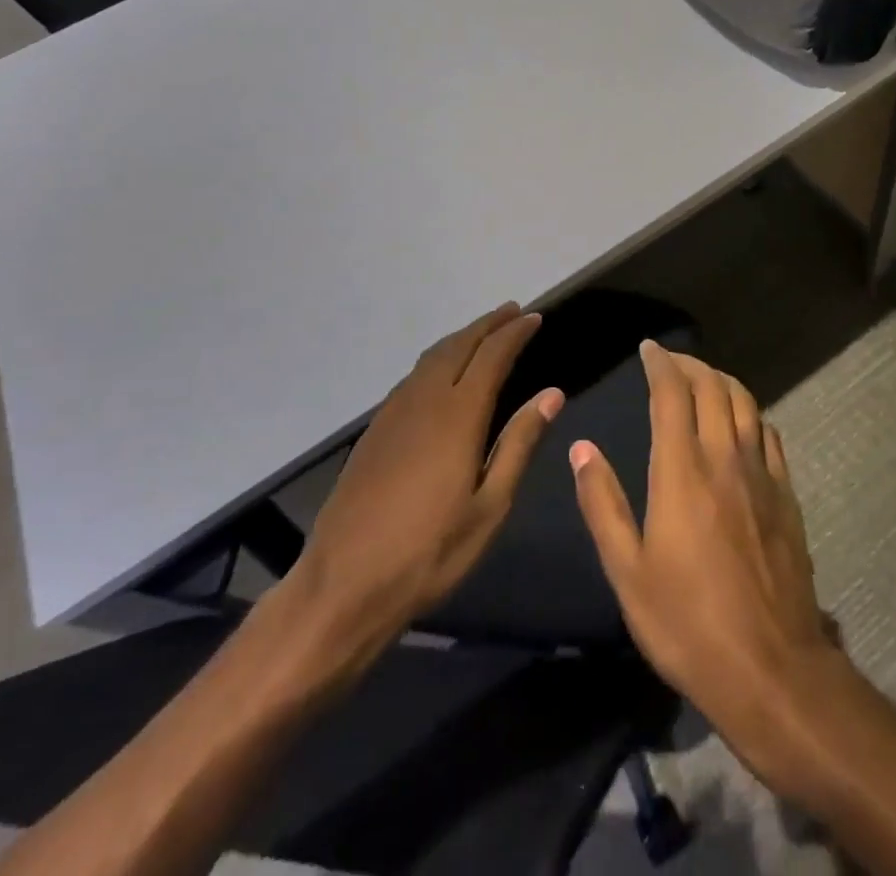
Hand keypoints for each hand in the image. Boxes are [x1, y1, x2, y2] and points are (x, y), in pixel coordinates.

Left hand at [276, 303, 559, 676]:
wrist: (343, 585)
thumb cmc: (429, 552)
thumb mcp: (490, 506)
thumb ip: (520, 444)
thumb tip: (552, 394)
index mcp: (458, 415)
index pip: (492, 356)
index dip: (514, 333)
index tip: (534, 318)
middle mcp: (424, 400)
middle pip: (459, 346)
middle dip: (488, 325)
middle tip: (512, 311)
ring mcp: (394, 413)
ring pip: (432, 357)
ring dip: (461, 338)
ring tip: (484, 333)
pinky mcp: (375, 430)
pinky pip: (413, 377)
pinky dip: (437, 360)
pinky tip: (443, 373)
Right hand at [569, 341, 840, 773]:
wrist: (772, 668)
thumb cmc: (687, 623)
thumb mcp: (627, 572)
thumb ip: (602, 504)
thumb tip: (581, 448)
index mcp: (681, 471)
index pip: (671, 394)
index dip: (660, 364)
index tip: (648, 349)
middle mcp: (724, 458)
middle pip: (712, 388)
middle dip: (690, 365)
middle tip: (670, 361)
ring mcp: (761, 474)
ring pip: (745, 403)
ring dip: (721, 380)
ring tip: (703, 380)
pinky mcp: (786, 495)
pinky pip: (769, 433)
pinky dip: (750, 412)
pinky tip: (742, 421)